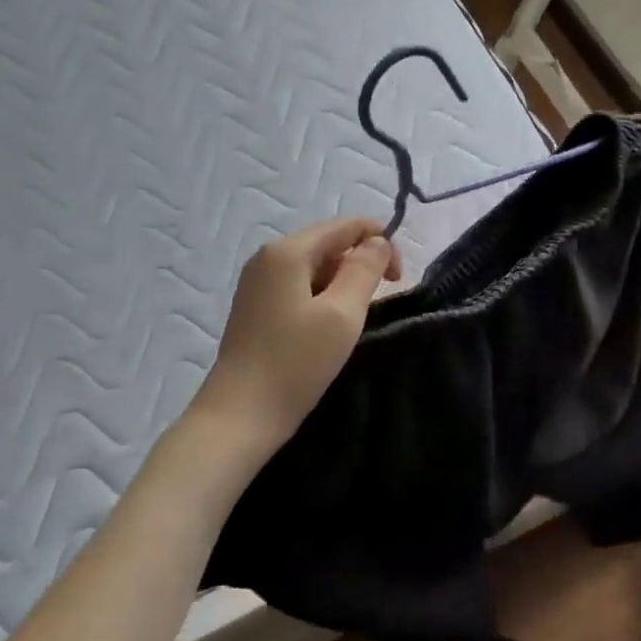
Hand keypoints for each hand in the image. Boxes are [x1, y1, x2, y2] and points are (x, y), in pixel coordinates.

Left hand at [193, 218, 400, 459]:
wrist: (241, 414)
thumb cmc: (296, 362)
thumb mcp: (343, 313)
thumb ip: (365, 269)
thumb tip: (378, 241)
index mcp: (288, 251)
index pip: (345, 226)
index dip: (380, 241)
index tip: (399, 278)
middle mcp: (268, 257)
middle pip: (328, 242)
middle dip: (362, 261)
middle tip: (384, 297)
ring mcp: (258, 281)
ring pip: (314, 265)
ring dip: (343, 280)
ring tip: (357, 315)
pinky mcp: (256, 305)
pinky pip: (299, 284)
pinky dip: (323, 294)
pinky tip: (330, 323)